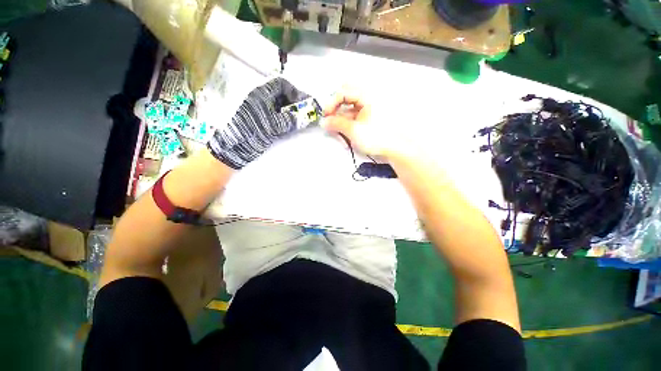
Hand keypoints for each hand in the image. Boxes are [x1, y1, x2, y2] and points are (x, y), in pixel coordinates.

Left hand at [207, 77, 314, 168]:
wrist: (233, 148)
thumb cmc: (251, 132)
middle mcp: (260, 99)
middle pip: (282, 95)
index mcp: (261, 94)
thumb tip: (306, 119)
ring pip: (279, 106)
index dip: (295, 92)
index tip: (304, 103)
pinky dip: (285, 120)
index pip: (281, 84)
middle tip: (305, 114)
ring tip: (299, 122)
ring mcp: (260, 111)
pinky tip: (290, 127)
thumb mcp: (272, 125)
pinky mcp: (260, 122)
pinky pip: (276, 117)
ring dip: (291, 113)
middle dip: (295, 103)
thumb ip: (290, 120)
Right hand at [322, 92, 406, 159]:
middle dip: (336, 106)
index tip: (326, 115)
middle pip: (347, 96)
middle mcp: (368, 99)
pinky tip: (344, 132)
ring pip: (350, 107)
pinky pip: (355, 116)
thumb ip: (336, 124)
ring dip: (341, 117)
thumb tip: (324, 122)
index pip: (344, 92)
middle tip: (330, 118)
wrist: (394, 149)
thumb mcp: (353, 130)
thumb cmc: (377, 137)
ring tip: (337, 129)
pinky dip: (348, 122)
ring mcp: (369, 110)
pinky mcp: (369, 119)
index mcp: (367, 96)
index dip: (332, 103)